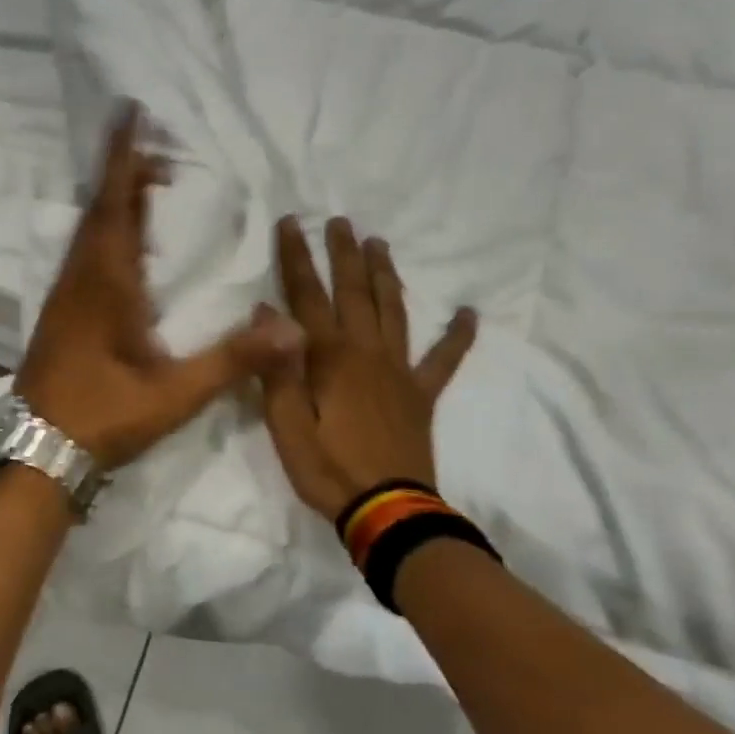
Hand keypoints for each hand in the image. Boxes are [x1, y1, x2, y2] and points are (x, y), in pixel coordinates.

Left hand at [15, 107, 303, 469]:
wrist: (36, 453)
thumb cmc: (102, 417)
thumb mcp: (174, 393)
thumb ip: (234, 360)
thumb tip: (296, 329)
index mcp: (105, 284)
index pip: (115, 204)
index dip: (123, 157)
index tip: (129, 113)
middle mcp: (79, 279)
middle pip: (101, 210)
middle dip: (125, 174)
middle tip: (159, 155)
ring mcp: (63, 297)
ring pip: (88, 233)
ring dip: (114, 203)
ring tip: (146, 189)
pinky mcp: (58, 316)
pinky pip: (83, 256)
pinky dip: (105, 234)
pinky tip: (123, 251)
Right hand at [260, 215, 477, 519]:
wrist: (386, 512)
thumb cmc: (326, 468)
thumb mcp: (285, 423)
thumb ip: (277, 367)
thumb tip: (266, 311)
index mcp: (328, 357)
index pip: (306, 295)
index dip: (296, 258)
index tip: (291, 222)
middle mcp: (366, 352)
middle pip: (353, 292)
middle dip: (343, 254)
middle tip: (340, 221)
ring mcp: (398, 371)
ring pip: (393, 311)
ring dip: (385, 276)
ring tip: (380, 245)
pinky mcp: (420, 395)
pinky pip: (444, 360)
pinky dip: (458, 336)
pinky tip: (469, 312)